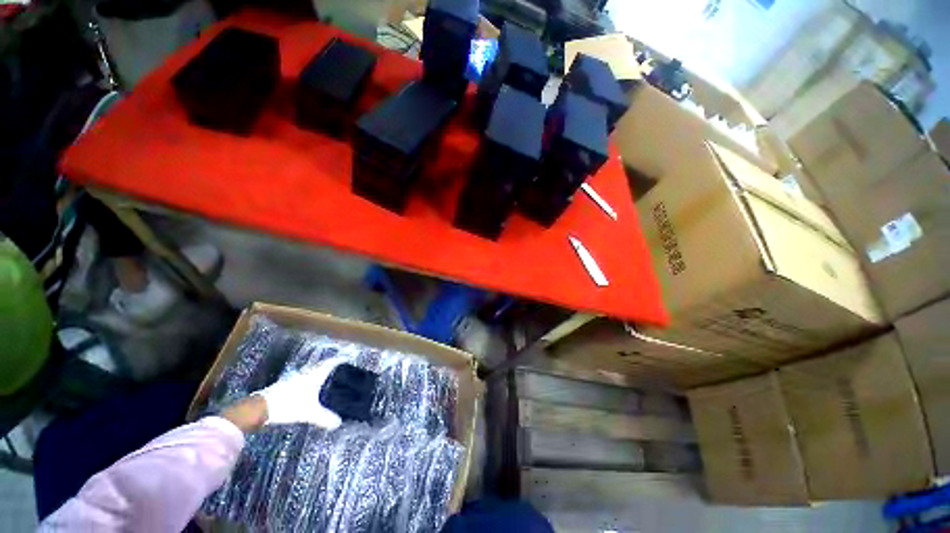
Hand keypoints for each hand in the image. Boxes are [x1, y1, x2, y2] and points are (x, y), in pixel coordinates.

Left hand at [252, 357, 346, 429]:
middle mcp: (307, 372)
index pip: (331, 362)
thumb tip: (339, 423)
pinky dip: (312, 377)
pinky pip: (305, 375)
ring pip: (312, 369)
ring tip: (329, 375)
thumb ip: (324, 418)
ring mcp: (296, 377)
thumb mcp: (309, 414)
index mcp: (315, 374)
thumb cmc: (288, 405)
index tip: (349, 358)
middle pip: (322, 364)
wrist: (260, 407)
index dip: (340, 359)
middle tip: (342, 367)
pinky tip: (311, 385)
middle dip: (332, 364)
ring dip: (321, 369)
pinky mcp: (287, 383)